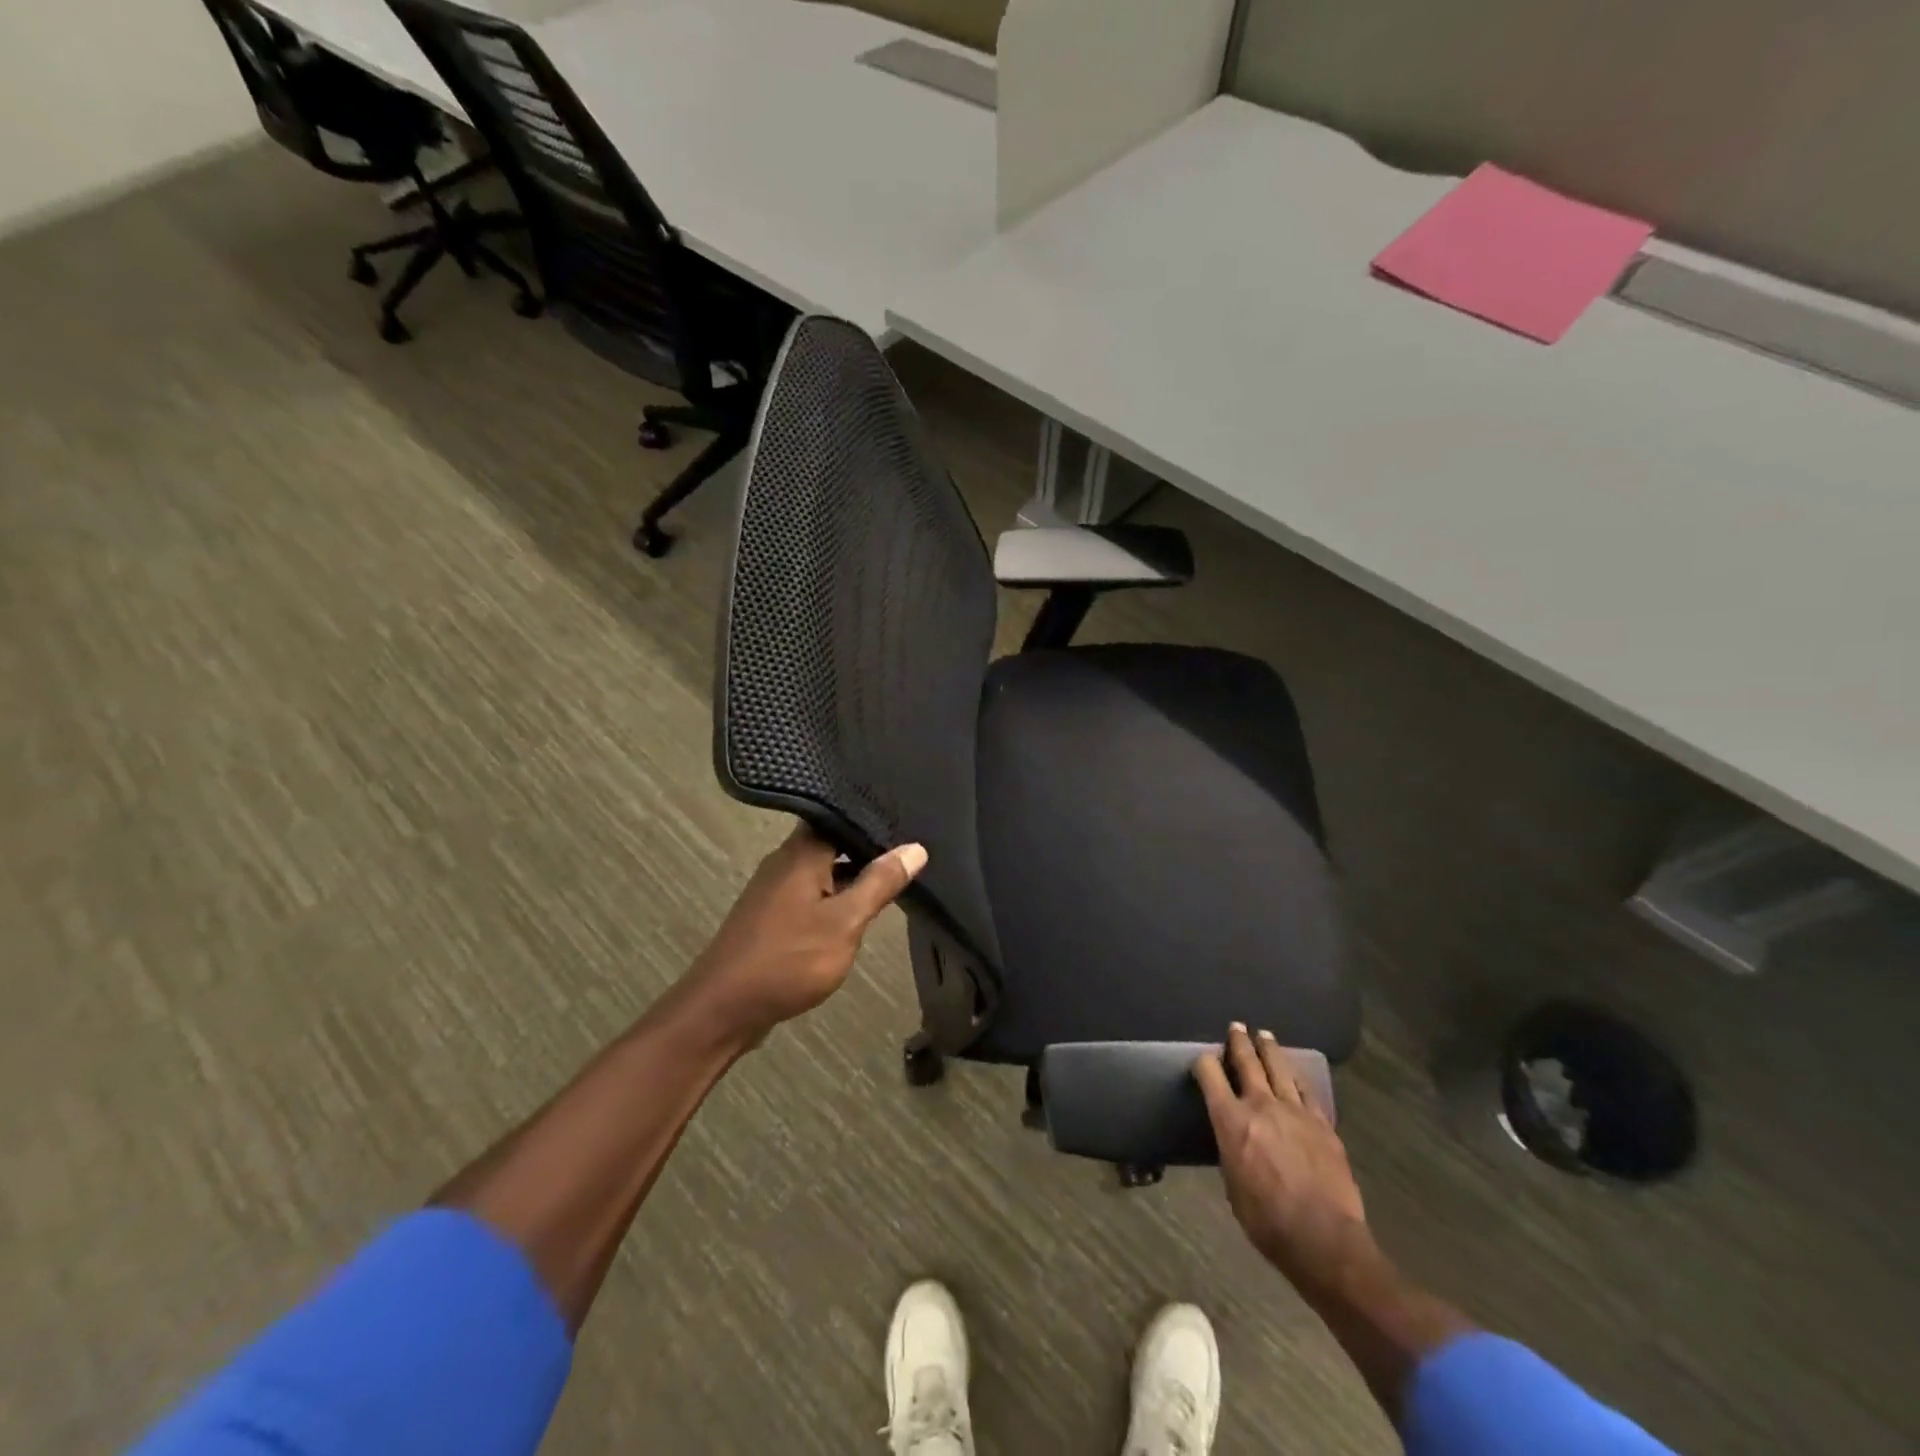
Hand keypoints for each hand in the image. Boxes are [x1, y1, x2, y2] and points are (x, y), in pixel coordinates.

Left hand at [679, 824, 926, 1044]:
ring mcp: (775, 890)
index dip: (874, 818)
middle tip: (909, 853)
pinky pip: (811, 894)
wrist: (724, 1009)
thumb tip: (915, 848)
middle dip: (868, 849)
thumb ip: (879, 883)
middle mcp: (785, 862)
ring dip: (852, 876)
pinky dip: (835, 898)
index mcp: (801, 853)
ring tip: (892, 881)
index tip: (909, 822)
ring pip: (823, 870)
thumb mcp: (845, 921)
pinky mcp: (771, 915)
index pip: (841, 816)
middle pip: (832, 842)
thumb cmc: (788, 959)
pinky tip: (857, 912)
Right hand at [1195, 1024, 1376, 1293]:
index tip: (1203, 1060)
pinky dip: (1297, 1076)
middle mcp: (1261, 1106)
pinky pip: (1306, 1090)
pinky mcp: (1322, 1123)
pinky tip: (1294, 1072)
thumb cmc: (1267, 1221)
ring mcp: (1295, 1111)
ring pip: (1279, 1067)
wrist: (1324, 1239)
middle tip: (1236, 1027)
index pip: (1210, 1075)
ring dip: (1269, 1049)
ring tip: (1264, 1035)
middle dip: (1239, 1041)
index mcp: (1231, 1121)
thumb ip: (1231, 1149)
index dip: (1203, 1063)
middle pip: (1247, 1061)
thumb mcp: (1232, 1185)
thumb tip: (1234, 1136)